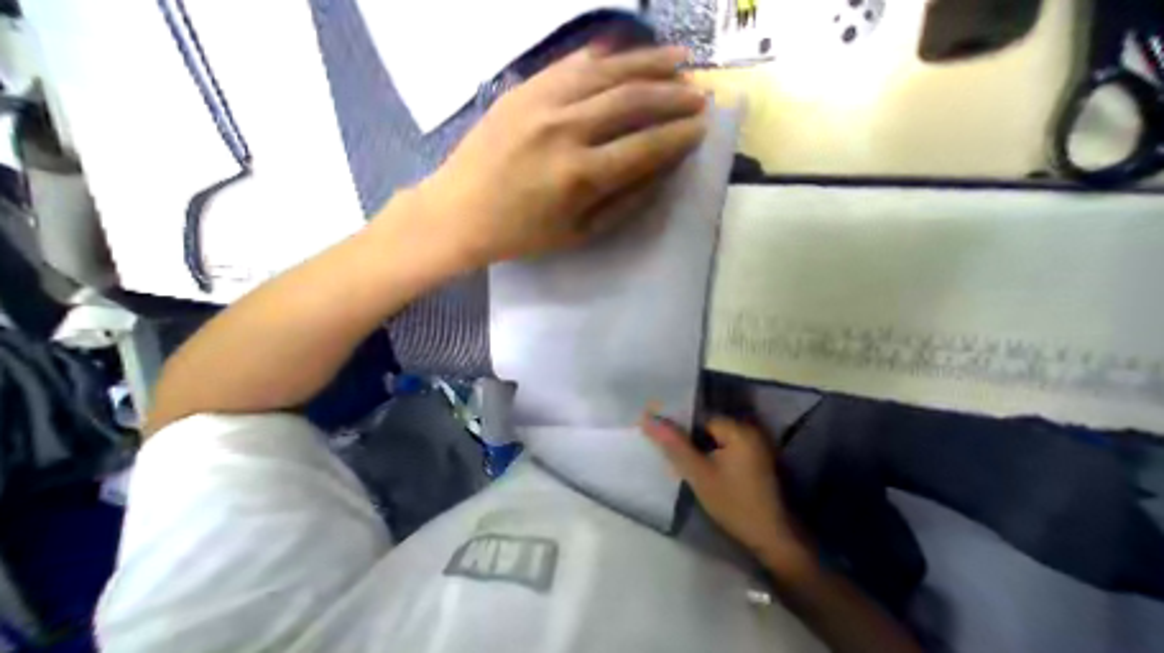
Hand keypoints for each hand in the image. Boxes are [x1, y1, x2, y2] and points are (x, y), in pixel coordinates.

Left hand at [408, 43, 703, 267]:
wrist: (460, 213)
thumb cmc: (522, 235)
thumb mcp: (578, 234)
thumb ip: (623, 204)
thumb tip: (659, 174)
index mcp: (581, 176)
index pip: (645, 147)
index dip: (679, 137)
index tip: (702, 130)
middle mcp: (566, 130)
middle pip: (632, 101)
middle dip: (673, 98)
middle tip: (699, 96)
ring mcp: (542, 103)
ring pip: (608, 72)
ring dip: (650, 65)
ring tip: (680, 62)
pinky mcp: (523, 90)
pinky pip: (573, 64)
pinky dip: (607, 57)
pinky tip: (628, 54)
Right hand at [640, 416, 810, 569]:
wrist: (773, 541)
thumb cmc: (734, 505)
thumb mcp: (698, 474)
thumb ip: (673, 444)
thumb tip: (647, 419)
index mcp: (738, 429)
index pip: (699, 416)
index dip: (680, 426)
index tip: (664, 438)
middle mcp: (749, 429)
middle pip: (707, 425)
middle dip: (688, 437)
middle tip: (672, 453)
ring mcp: (754, 443)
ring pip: (714, 436)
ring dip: (698, 445)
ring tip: (683, 459)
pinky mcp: (755, 456)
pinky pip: (725, 445)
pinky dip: (711, 452)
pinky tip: (701, 465)